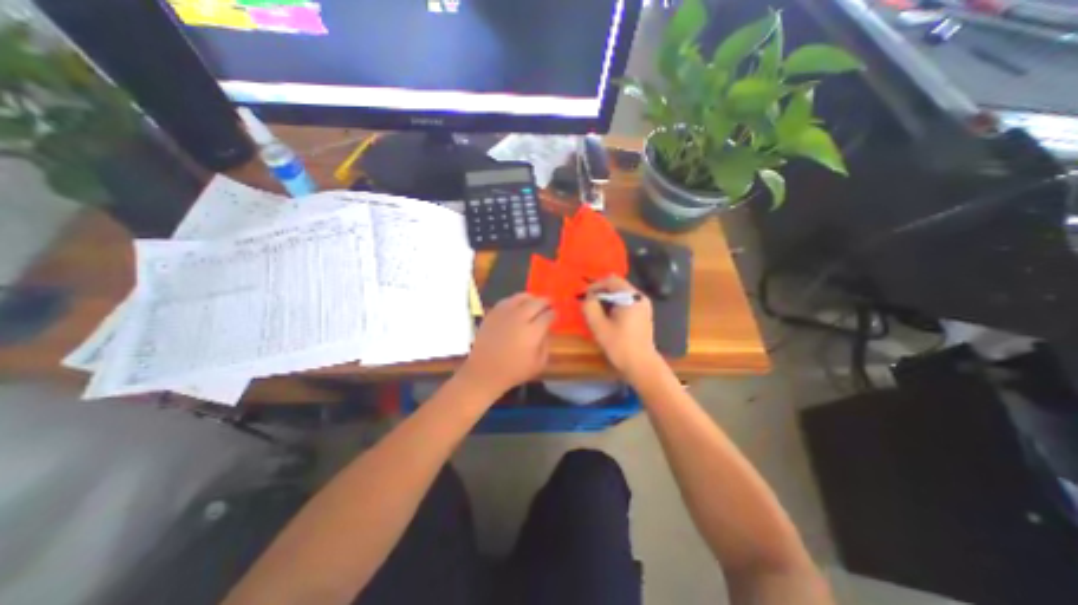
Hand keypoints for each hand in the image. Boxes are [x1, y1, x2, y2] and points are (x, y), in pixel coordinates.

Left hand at [456, 293, 555, 398]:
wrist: (484, 372)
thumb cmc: (514, 371)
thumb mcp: (538, 363)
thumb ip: (546, 344)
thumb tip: (547, 330)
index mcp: (533, 332)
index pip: (548, 315)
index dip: (553, 314)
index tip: (555, 314)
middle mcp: (520, 318)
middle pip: (536, 303)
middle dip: (545, 302)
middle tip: (549, 303)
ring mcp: (504, 314)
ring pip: (521, 297)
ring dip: (531, 298)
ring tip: (534, 301)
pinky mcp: (492, 314)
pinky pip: (506, 301)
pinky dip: (515, 300)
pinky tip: (518, 305)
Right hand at [586, 275, 662, 378]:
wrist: (641, 365)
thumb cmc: (620, 345)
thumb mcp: (599, 326)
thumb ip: (590, 307)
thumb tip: (587, 297)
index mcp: (631, 297)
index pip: (611, 280)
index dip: (595, 285)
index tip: (584, 296)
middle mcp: (640, 297)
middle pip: (617, 286)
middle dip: (600, 292)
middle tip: (588, 303)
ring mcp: (643, 306)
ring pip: (621, 294)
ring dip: (607, 299)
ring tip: (595, 311)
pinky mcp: (643, 314)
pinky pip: (626, 302)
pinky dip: (615, 305)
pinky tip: (607, 317)